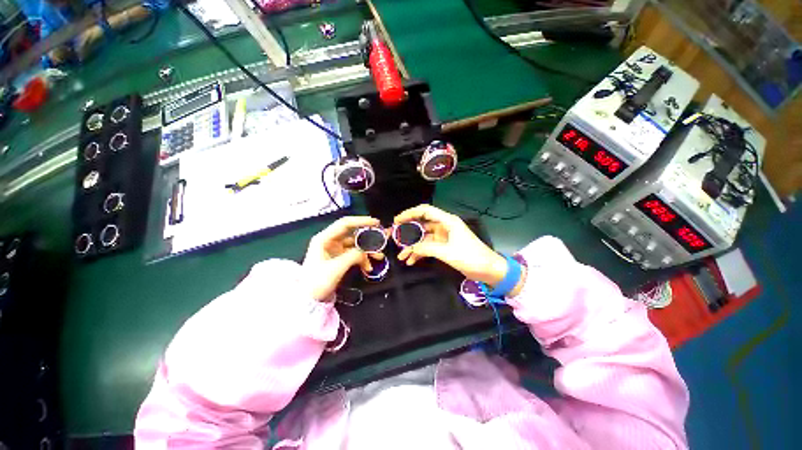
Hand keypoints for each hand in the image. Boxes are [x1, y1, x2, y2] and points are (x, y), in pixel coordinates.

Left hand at [303, 216, 383, 300]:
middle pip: (353, 234)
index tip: (376, 223)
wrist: (308, 301)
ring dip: (367, 250)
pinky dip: (362, 259)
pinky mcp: (339, 258)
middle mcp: (330, 241)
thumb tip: (366, 252)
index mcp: (324, 238)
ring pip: (356, 245)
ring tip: (379, 256)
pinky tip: (368, 267)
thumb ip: (354, 256)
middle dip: (368, 237)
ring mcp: (335, 250)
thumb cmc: (317, 282)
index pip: (345, 223)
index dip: (362, 221)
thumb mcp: (336, 268)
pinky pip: (354, 254)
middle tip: (382, 239)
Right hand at [395, 205, 506, 286]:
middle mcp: (444, 226)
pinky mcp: (444, 247)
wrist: (489, 270)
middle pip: (422, 225)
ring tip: (401, 255)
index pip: (425, 211)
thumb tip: (410, 248)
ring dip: (412, 246)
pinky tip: (411, 261)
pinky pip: (428, 247)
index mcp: (447, 221)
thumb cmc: (471, 257)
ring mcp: (443, 237)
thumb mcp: (448, 252)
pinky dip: (420, 253)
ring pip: (423, 238)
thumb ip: (427, 248)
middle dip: (408, 232)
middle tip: (394, 239)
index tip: (397, 220)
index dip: (410, 213)